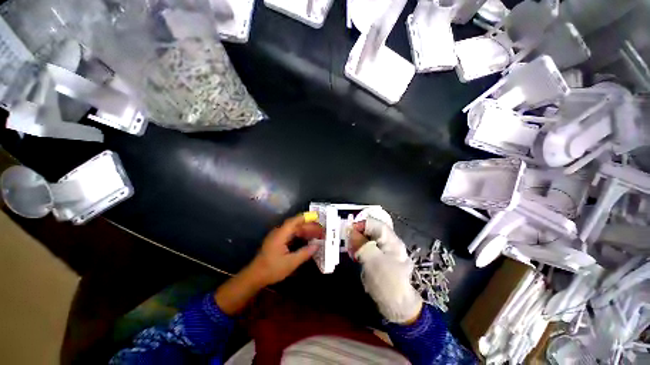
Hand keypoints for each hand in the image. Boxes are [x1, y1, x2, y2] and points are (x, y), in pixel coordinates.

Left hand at [215, 214, 322, 314]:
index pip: (294, 221)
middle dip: (309, 226)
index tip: (317, 218)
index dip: (306, 218)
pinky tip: (306, 240)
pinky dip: (300, 235)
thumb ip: (305, 253)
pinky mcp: (277, 241)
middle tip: (320, 230)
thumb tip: (317, 245)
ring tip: (316, 234)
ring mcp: (277, 236)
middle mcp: (279, 232)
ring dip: (305, 231)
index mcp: (281, 234)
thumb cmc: (272, 269)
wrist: (254, 277)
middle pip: (296, 225)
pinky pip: (291, 234)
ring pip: (294, 230)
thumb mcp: (291, 262)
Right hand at [351, 218, 421, 323]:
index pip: (374, 223)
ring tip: (350, 250)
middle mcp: (388, 242)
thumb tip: (350, 230)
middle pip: (370, 230)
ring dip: (357, 242)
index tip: (348, 231)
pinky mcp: (378, 259)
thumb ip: (361, 243)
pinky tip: (354, 256)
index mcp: (391, 240)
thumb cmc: (387, 282)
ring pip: (367, 239)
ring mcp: (384, 251)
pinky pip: (367, 248)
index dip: (360, 224)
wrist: (396, 307)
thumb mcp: (373, 260)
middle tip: (347, 241)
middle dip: (357, 233)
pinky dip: (359, 249)